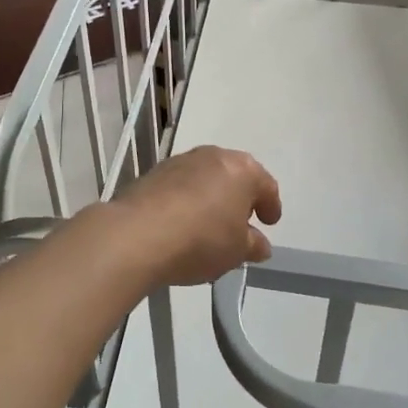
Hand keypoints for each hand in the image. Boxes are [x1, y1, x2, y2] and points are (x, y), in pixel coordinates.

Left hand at [106, 146, 281, 286]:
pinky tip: (182, 224)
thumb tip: (259, 244)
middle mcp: (212, 156)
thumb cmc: (201, 240)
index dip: (271, 205)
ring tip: (209, 225)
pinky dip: (186, 200)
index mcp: (242, 169)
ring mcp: (180, 161)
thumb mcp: (236, 251)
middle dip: (239, 197)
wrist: (137, 235)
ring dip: (211, 197)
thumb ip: (252, 245)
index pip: (266, 185)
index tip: (269, 222)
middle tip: (240, 221)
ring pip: (205, 177)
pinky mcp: (153, 173)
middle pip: (234, 175)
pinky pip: (180, 186)